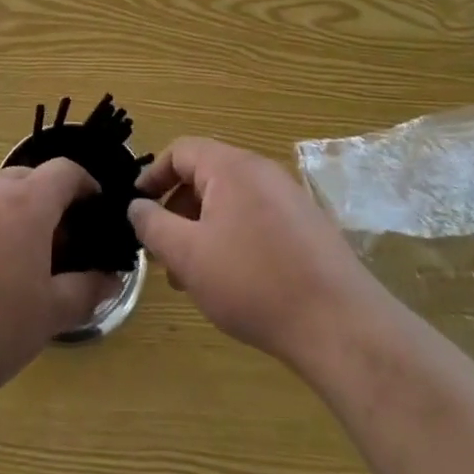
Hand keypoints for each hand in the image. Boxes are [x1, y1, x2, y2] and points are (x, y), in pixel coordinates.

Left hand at [0, 161, 119, 411]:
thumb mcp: (49, 316)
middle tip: (55, 244)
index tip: (94, 209)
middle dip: (46, 201)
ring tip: (11, 263)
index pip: (64, 172)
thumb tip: (112, 279)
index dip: (85, 185)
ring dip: (8, 216)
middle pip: (26, 179)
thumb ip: (86, 291)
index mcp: (25, 204)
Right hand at [127, 137, 378, 367]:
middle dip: (177, 210)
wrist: (338, 322)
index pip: (181, 151)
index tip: (136, 208)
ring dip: (203, 229)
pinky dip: (232, 237)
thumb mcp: (188, 255)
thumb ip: (153, 225)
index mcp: (231, 166)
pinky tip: (231, 281)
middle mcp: (260, 170)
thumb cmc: (252, 281)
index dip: (153, 176)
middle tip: (162, 252)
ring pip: (230, 201)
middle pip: (206, 175)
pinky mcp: (305, 224)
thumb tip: (136, 206)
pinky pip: (255, 218)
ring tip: (192, 276)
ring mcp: (287, 196)